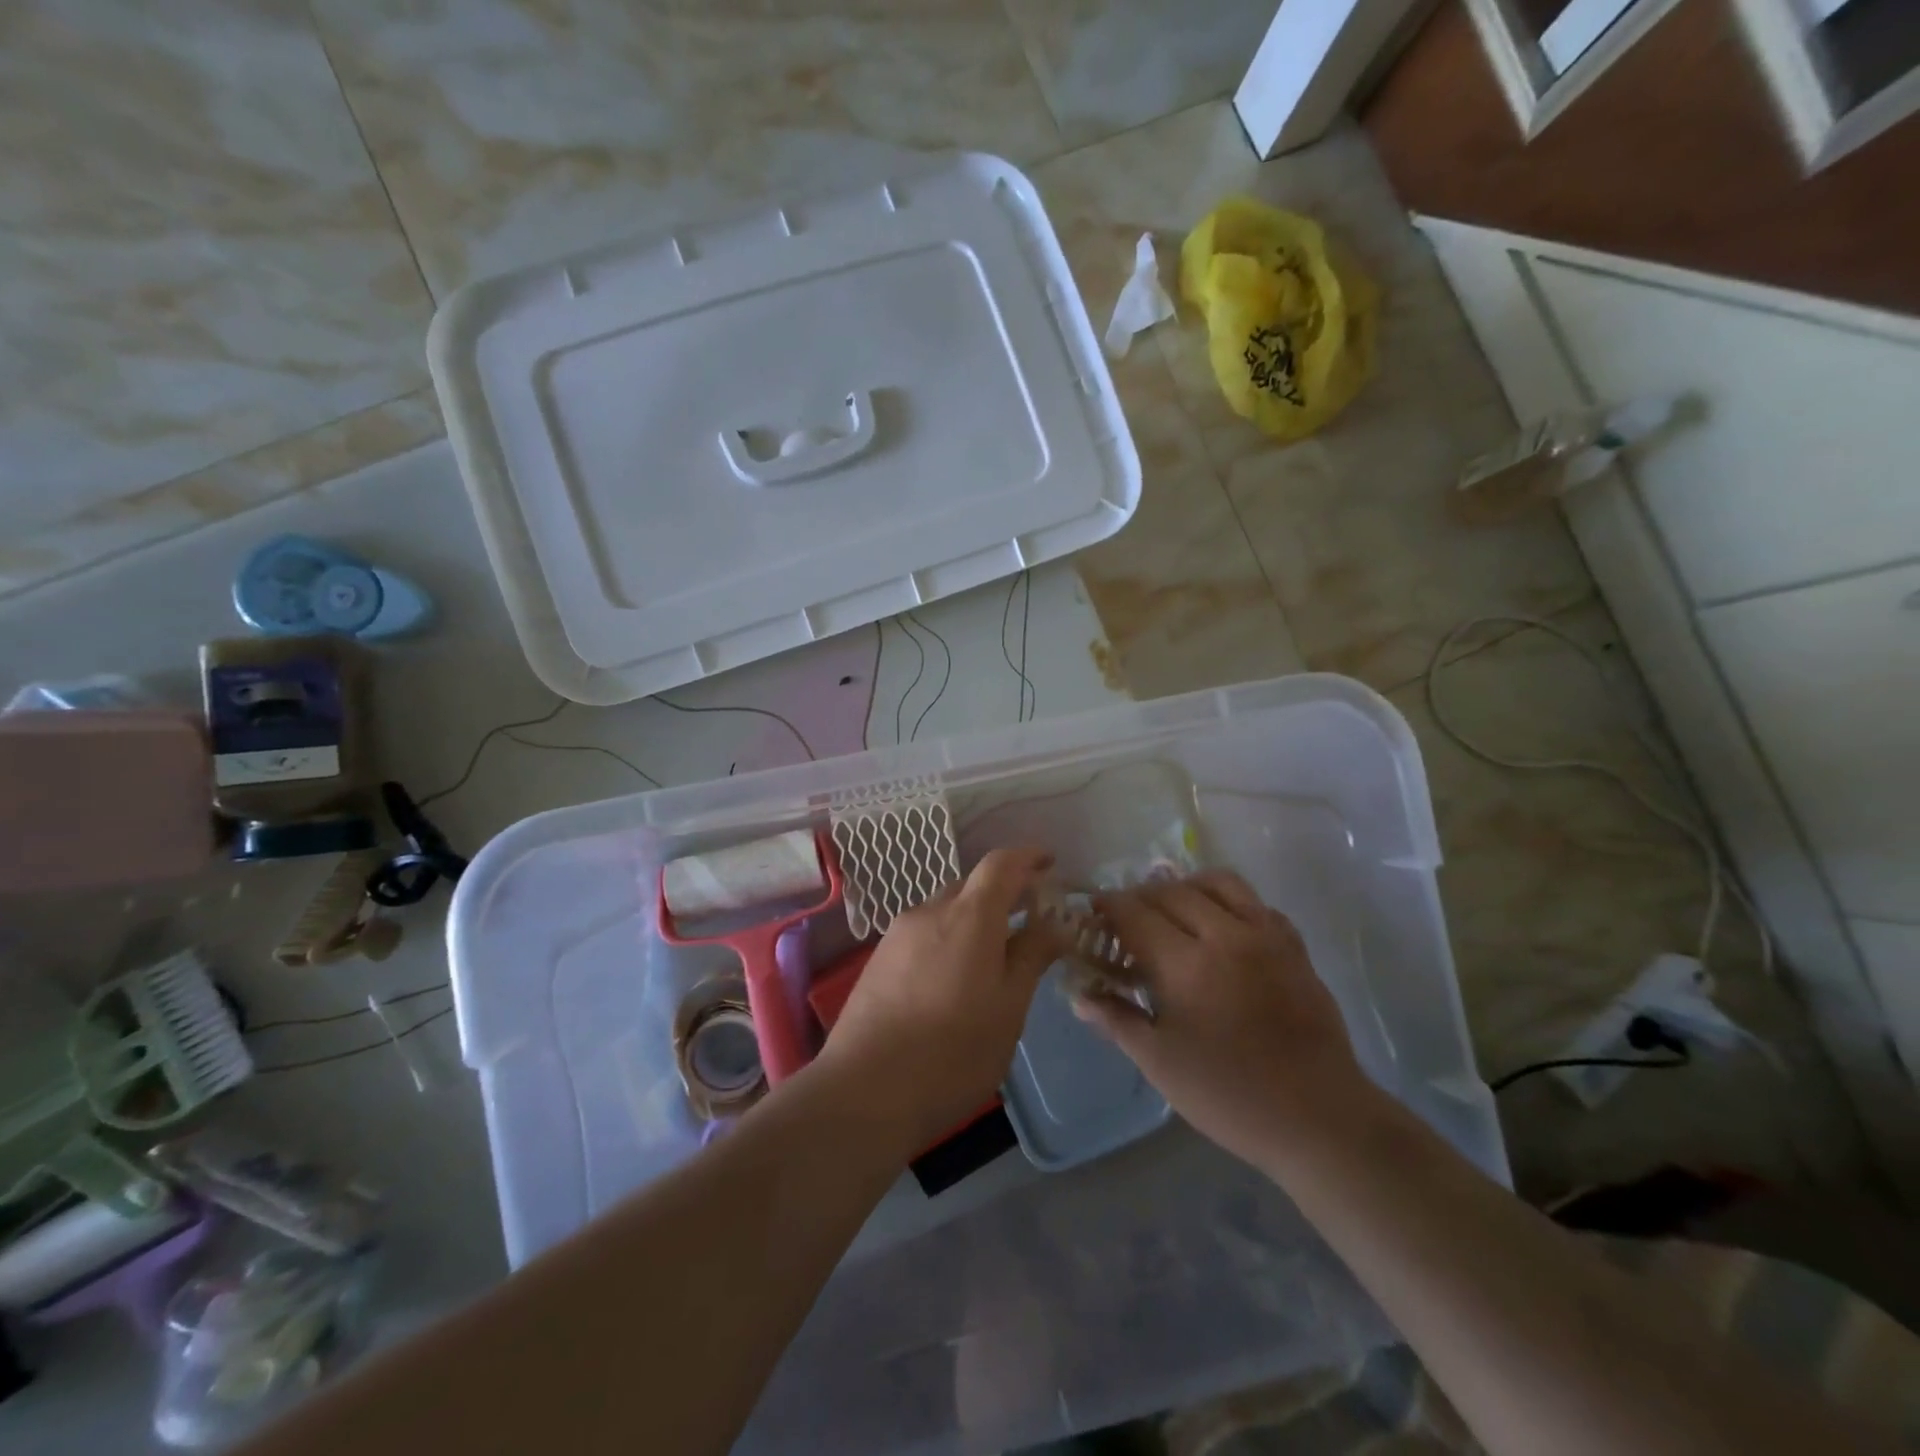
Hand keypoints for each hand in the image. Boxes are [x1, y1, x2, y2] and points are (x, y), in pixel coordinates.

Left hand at [818, 847, 1064, 1151]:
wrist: (864, 1091)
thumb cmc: (953, 1052)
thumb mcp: (1008, 1008)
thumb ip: (1032, 957)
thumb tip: (1055, 924)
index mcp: (969, 916)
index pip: (1001, 864)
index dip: (1028, 857)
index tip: (1050, 863)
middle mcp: (929, 912)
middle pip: (971, 887)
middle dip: (1003, 896)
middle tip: (1030, 923)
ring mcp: (897, 935)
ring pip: (945, 912)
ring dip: (973, 923)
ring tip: (993, 961)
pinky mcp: (878, 961)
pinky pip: (923, 935)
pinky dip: (947, 942)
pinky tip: (953, 982)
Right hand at [1074, 870, 1369, 1168]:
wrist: (1319, 1118)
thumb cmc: (1230, 1095)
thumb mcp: (1160, 1064)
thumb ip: (1117, 1020)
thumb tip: (1079, 994)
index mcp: (1187, 964)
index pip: (1135, 913)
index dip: (1108, 907)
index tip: (1093, 913)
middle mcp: (1226, 935)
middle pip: (1172, 890)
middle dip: (1140, 896)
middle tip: (1126, 918)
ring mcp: (1266, 935)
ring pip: (1218, 882)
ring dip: (1185, 886)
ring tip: (1172, 909)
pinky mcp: (1294, 945)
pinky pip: (1255, 901)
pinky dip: (1228, 901)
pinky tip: (1220, 927)